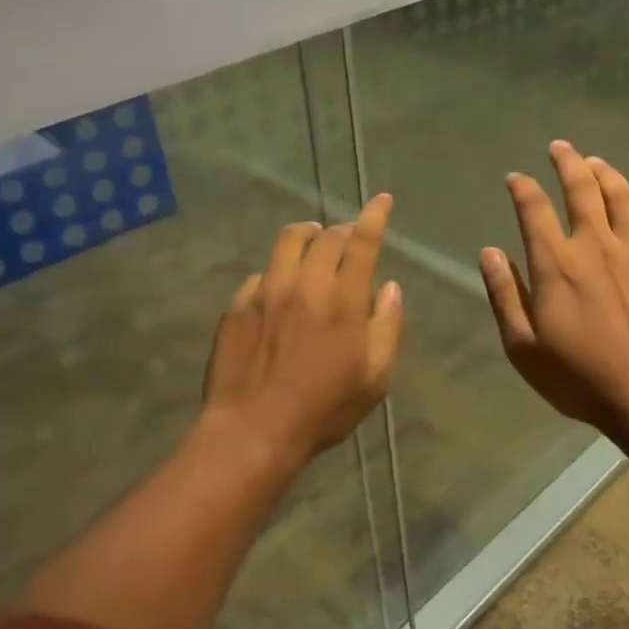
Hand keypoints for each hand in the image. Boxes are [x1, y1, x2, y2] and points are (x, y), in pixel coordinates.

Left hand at [202, 193, 403, 467]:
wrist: (253, 429)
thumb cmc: (324, 408)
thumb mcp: (375, 377)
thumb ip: (388, 327)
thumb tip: (390, 289)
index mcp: (343, 299)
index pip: (362, 242)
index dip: (374, 216)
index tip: (382, 199)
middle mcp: (305, 284)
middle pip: (326, 237)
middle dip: (343, 229)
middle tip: (349, 236)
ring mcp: (267, 291)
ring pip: (288, 242)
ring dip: (307, 233)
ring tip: (313, 237)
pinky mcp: (238, 305)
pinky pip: (261, 273)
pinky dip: (277, 270)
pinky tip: (278, 285)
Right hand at [480, 141, 628, 437]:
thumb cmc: (579, 377)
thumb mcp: (523, 346)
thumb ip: (504, 295)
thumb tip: (490, 252)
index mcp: (555, 264)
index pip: (534, 210)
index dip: (523, 188)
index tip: (516, 177)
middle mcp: (595, 246)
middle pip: (582, 190)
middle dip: (568, 163)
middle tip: (560, 147)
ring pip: (623, 199)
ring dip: (608, 175)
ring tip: (597, 163)